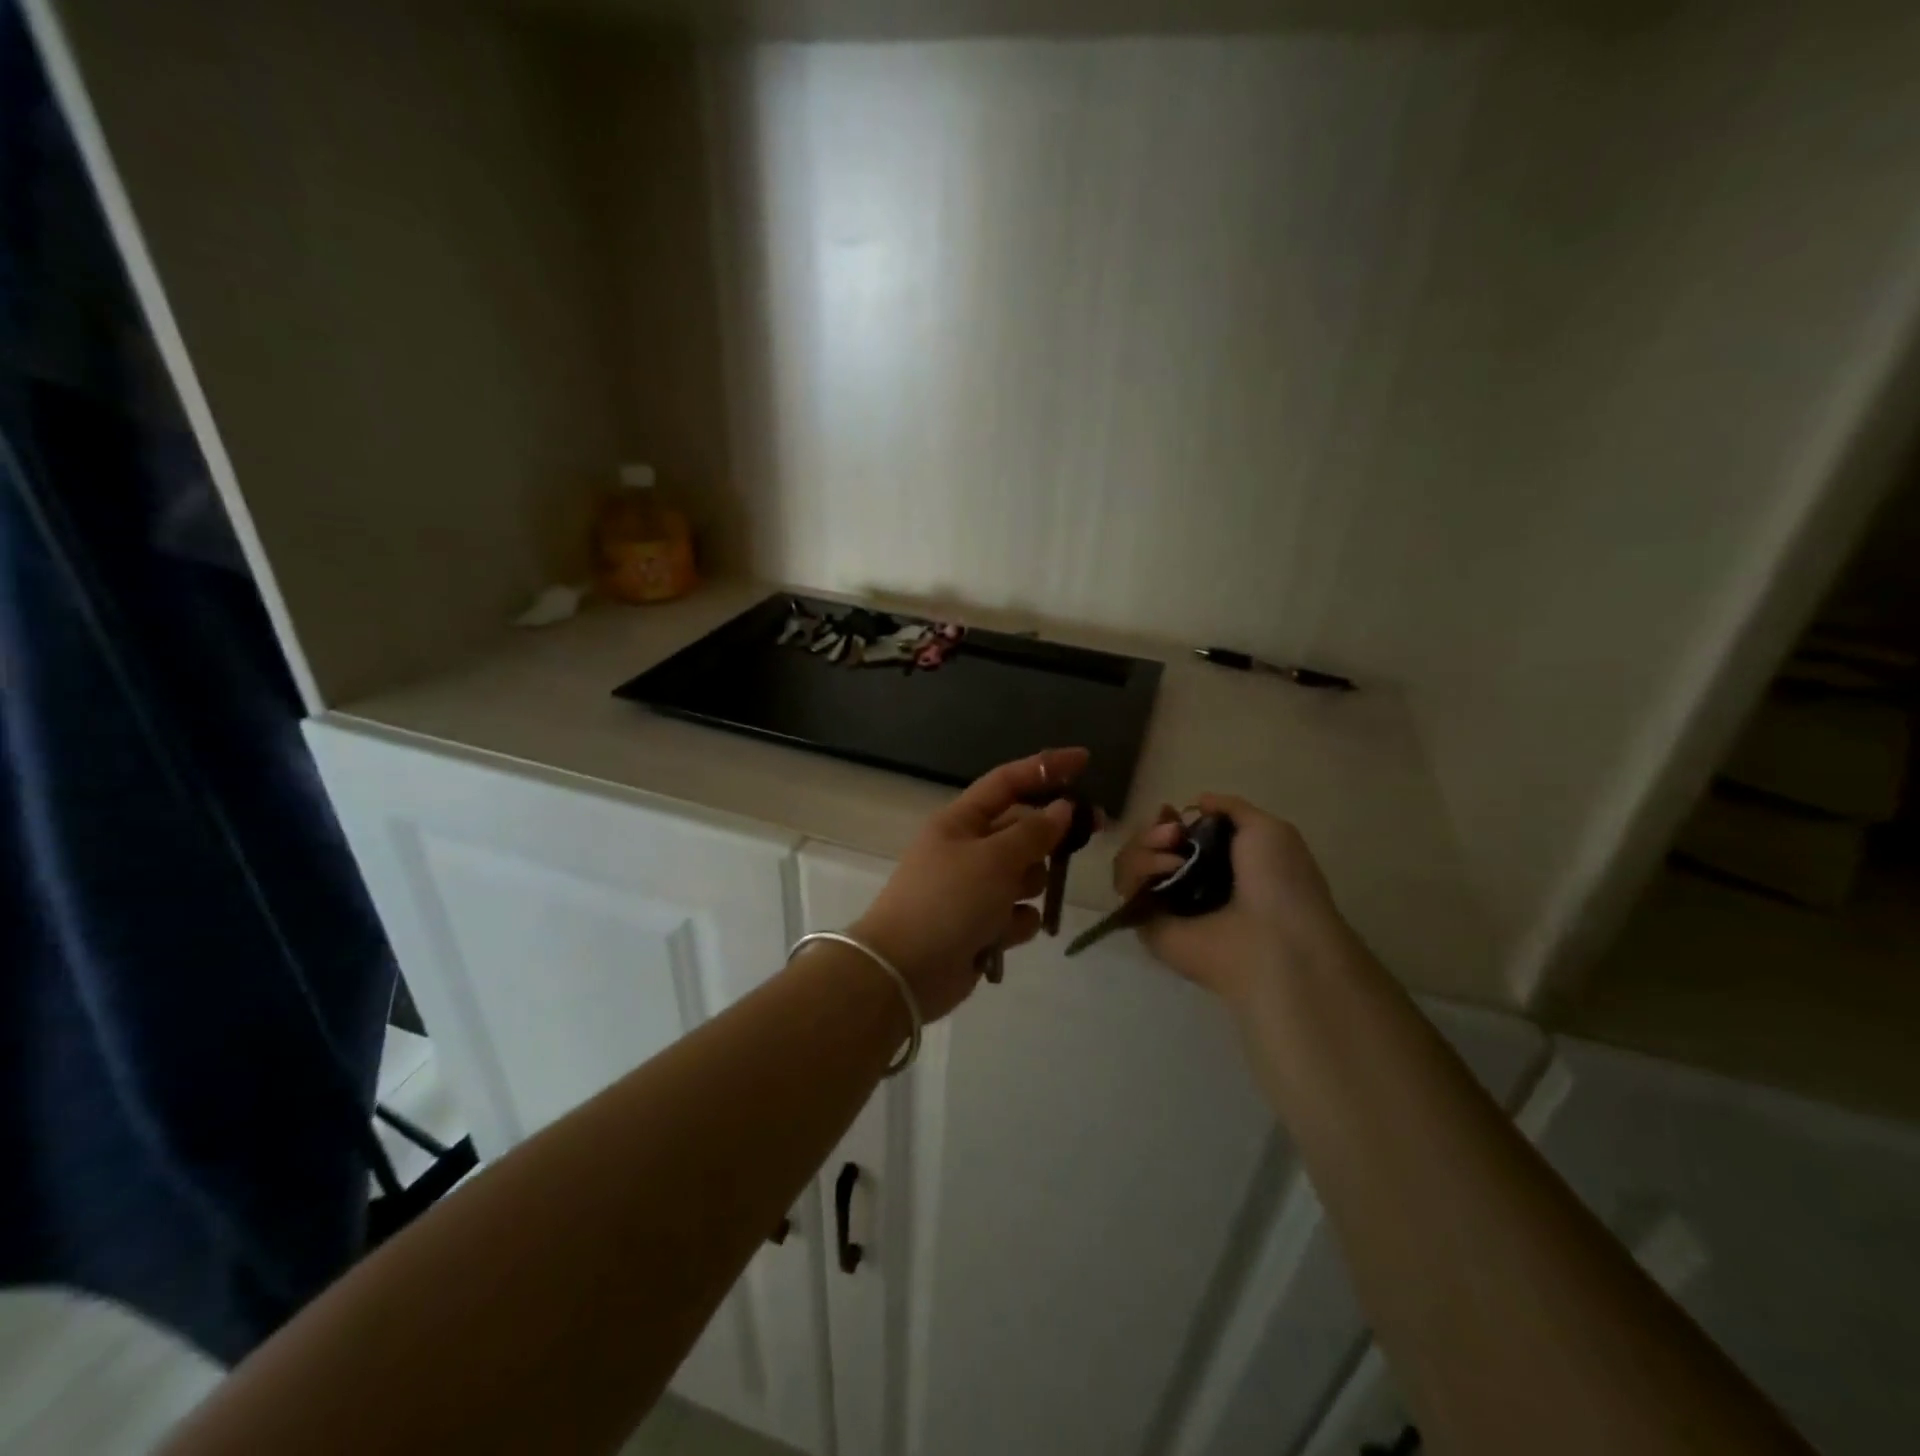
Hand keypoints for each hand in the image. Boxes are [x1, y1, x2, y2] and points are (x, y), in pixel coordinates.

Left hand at [852, 748, 1088, 1020]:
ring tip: (1012, 903)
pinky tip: (1001, 936)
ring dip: (1029, 886)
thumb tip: (1062, 807)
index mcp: (961, 822)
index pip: (1008, 782)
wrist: (904, 971)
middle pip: (1023, 829)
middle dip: (1051, 834)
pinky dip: (1015, 924)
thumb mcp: (994, 859)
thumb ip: (1033, 832)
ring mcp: (975, 889)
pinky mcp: (982, 925)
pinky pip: (1017, 914)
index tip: (1085, 760)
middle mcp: (969, 849)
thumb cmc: (947, 901)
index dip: (1045, 768)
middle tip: (1094, 829)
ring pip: (1026, 875)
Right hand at [1113, 794, 1352, 1008]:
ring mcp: (1164, 904)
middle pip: (1147, 845)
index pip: (1174, 835)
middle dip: (1153, 831)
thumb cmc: (1279, 883)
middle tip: (1173, 834)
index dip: (1168, 820)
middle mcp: (1187, 882)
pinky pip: (1125, 886)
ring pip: (1131, 861)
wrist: (1275, 939)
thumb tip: (1198, 802)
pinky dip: (1137, 869)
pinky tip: (1166, 870)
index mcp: (1217, 863)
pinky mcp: (1145, 923)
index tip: (1173, 812)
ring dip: (1145, 847)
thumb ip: (1231, 807)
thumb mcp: (1268, 829)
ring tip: (1173, 856)